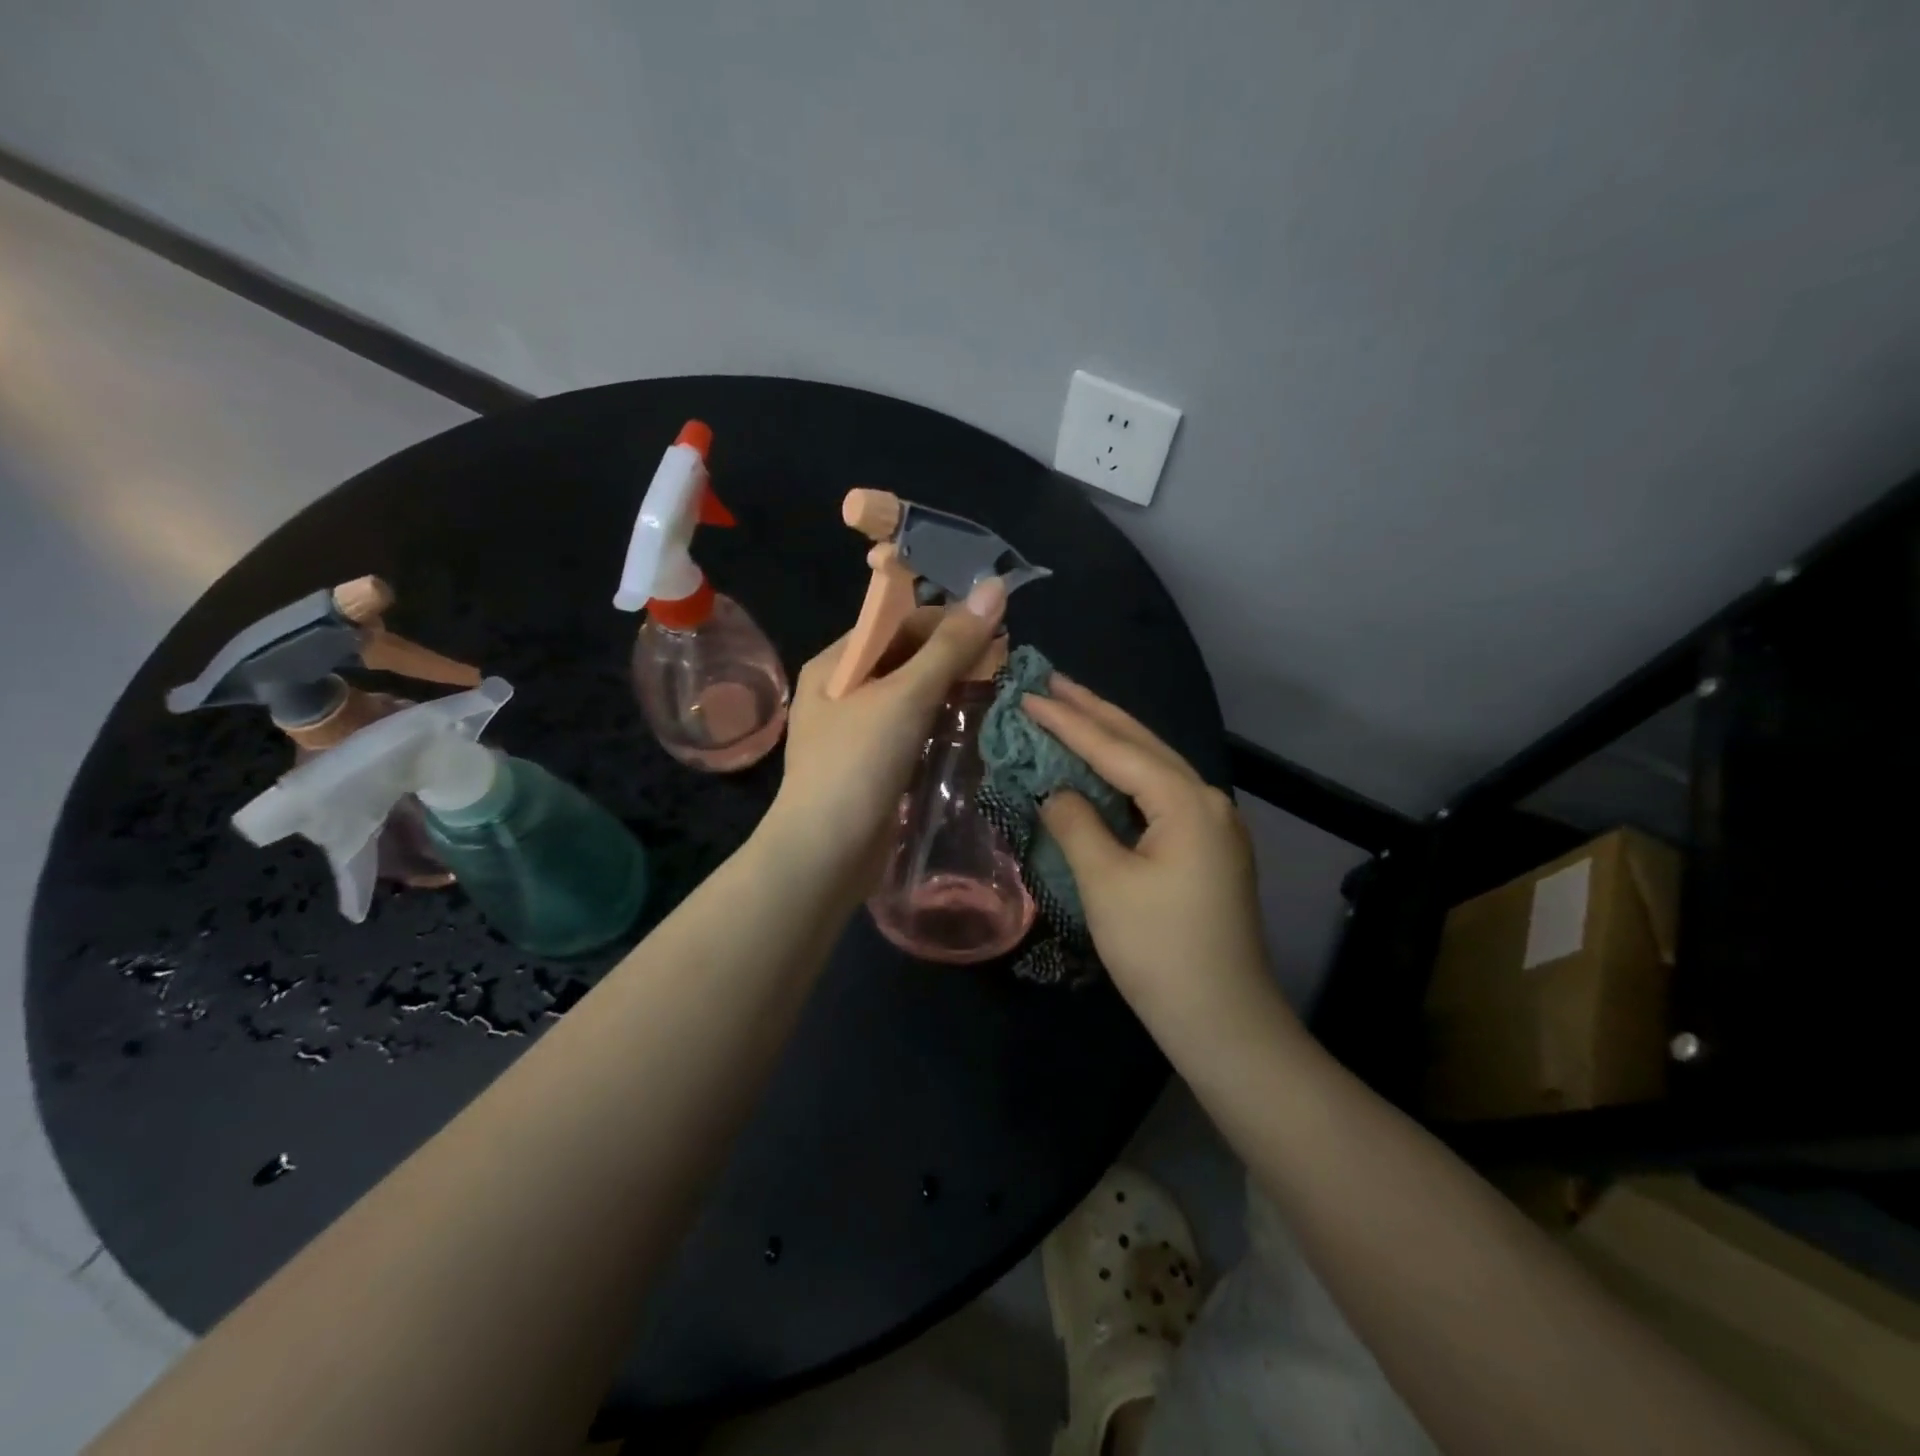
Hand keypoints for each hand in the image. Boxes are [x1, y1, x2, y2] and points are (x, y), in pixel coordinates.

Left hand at [765, 579, 1006, 881]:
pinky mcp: (873, 766)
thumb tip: (995, 587)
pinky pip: (911, 731)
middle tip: (1004, 664)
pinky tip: (971, 728)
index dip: (946, 620)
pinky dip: (940, 724)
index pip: (896, 623)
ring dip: (950, 691)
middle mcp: (842, 691)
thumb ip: (951, 646)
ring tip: (997, 691)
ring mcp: (856, 732)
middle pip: (905, 658)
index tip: (996, 630)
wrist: (824, 855)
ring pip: (911, 697)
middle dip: (953, 657)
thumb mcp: (905, 697)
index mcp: (835, 663)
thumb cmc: (857, 764)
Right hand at [1026, 678, 1279, 1035]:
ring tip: (1073, 709)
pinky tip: (1104, 769)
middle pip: (1143, 744)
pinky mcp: (1207, 850)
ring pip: (1154, 767)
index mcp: (1187, 802)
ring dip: (1112, 739)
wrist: (1222, 1020)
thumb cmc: (1159, 950)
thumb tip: (1056, 791)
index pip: (1116, 749)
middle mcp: (1207, 801)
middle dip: (1096, 711)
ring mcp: (1212, 826)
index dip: (1068, 722)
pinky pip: (1159, 796)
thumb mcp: (1106, 883)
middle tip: (1052, 681)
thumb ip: (1076, 823)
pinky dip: (1126, 776)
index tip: (1028, 695)